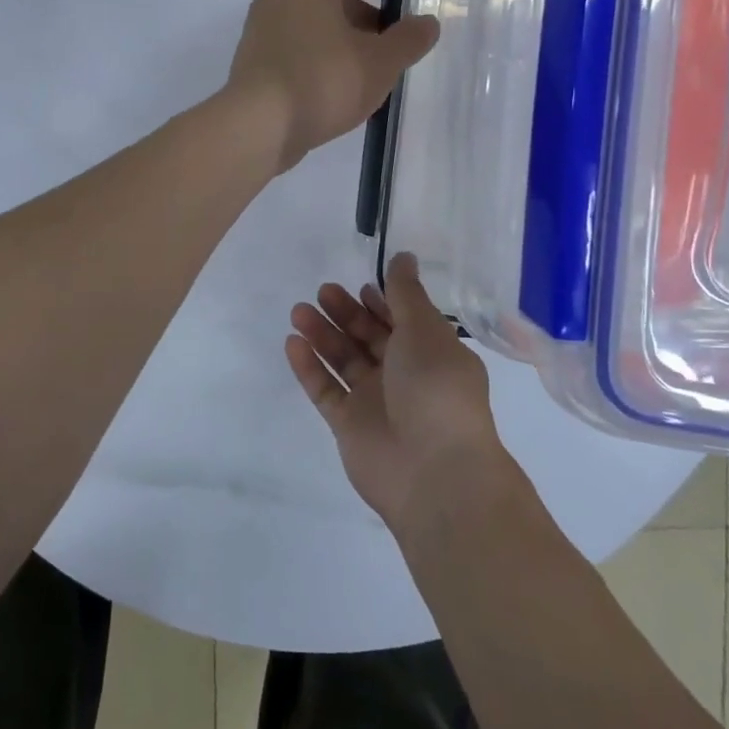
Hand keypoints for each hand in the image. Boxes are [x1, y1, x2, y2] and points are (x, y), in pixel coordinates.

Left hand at [227, 0, 438, 173]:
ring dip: (337, 39)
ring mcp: (258, 31)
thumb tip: (427, 23)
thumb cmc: (324, 81)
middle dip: (359, 14)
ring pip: (307, 25)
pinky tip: (333, 89)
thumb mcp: (380, 62)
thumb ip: (408, 40)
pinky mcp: (250, 63)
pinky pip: (290, 50)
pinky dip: (314, 59)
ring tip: (364, 70)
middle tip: (386, 41)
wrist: (258, 126)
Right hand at [285, 252, 508, 531]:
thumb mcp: (424, 331)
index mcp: (430, 354)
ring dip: (322, 334)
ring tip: (299, 311)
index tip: (360, 285)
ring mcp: (374, 402)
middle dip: (346, 313)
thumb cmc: (436, 389)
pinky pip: (325, 389)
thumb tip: (404, 256)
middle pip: (368, 337)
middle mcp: (403, 376)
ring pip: (343, 360)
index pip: (401, 321)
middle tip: (323, 292)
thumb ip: (406, 293)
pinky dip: (309, 367)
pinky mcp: (349, 425)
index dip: (381, 302)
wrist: (434, 472)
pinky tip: (292, 343)